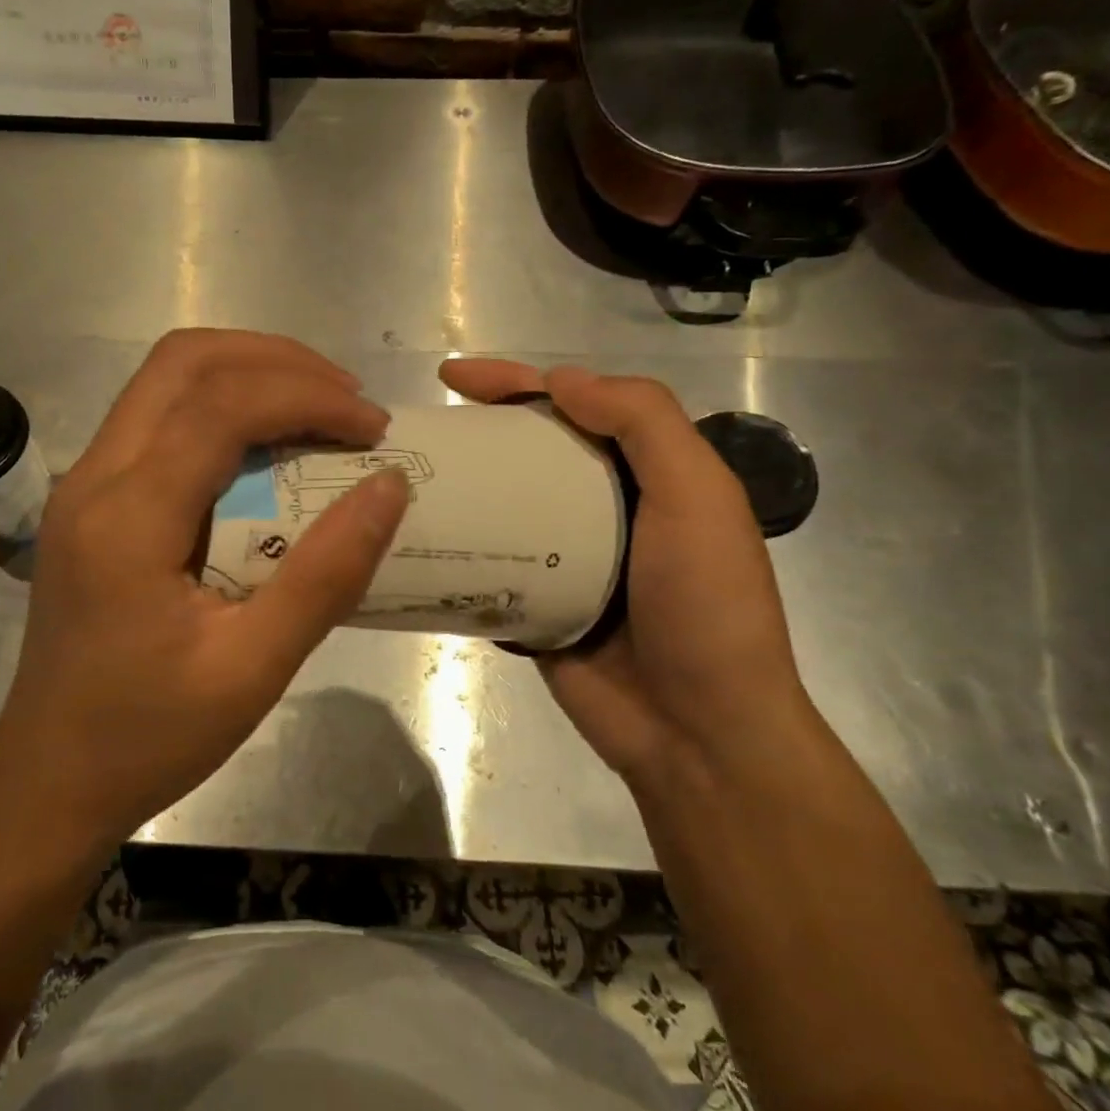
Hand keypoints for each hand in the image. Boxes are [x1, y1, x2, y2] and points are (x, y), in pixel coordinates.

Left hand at [0, 330, 408, 848]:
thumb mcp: (252, 669)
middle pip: (183, 361)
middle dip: (277, 361)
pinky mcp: (90, 499)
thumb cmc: (149, 736)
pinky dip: (221, 407)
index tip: (373, 428)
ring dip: (247, 374)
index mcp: (128, 518)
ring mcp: (83, 483)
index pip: (221, 407)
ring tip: (318, 409)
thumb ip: (325, 575)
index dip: (307, 397)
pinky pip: (158, 418)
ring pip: (166, 379)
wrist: (50, 778)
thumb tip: (389, 487)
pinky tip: (267, 447)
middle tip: (347, 400)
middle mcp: (93, 477)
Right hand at [440, 360, 810, 783]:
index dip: (517, 381)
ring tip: (405, 478)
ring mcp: (564, 559)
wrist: (696, 733)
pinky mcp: (534, 604)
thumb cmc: (704, 606)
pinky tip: (413, 538)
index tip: (456, 377)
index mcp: (645, 475)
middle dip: (479, 431)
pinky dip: (458, 549)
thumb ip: (644, 423)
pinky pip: (489, 565)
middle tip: (420, 429)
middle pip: (530, 451)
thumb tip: (562, 379)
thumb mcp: (697, 498)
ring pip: (503, 506)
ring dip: (461, 488)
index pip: (575, 406)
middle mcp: (604, 508)